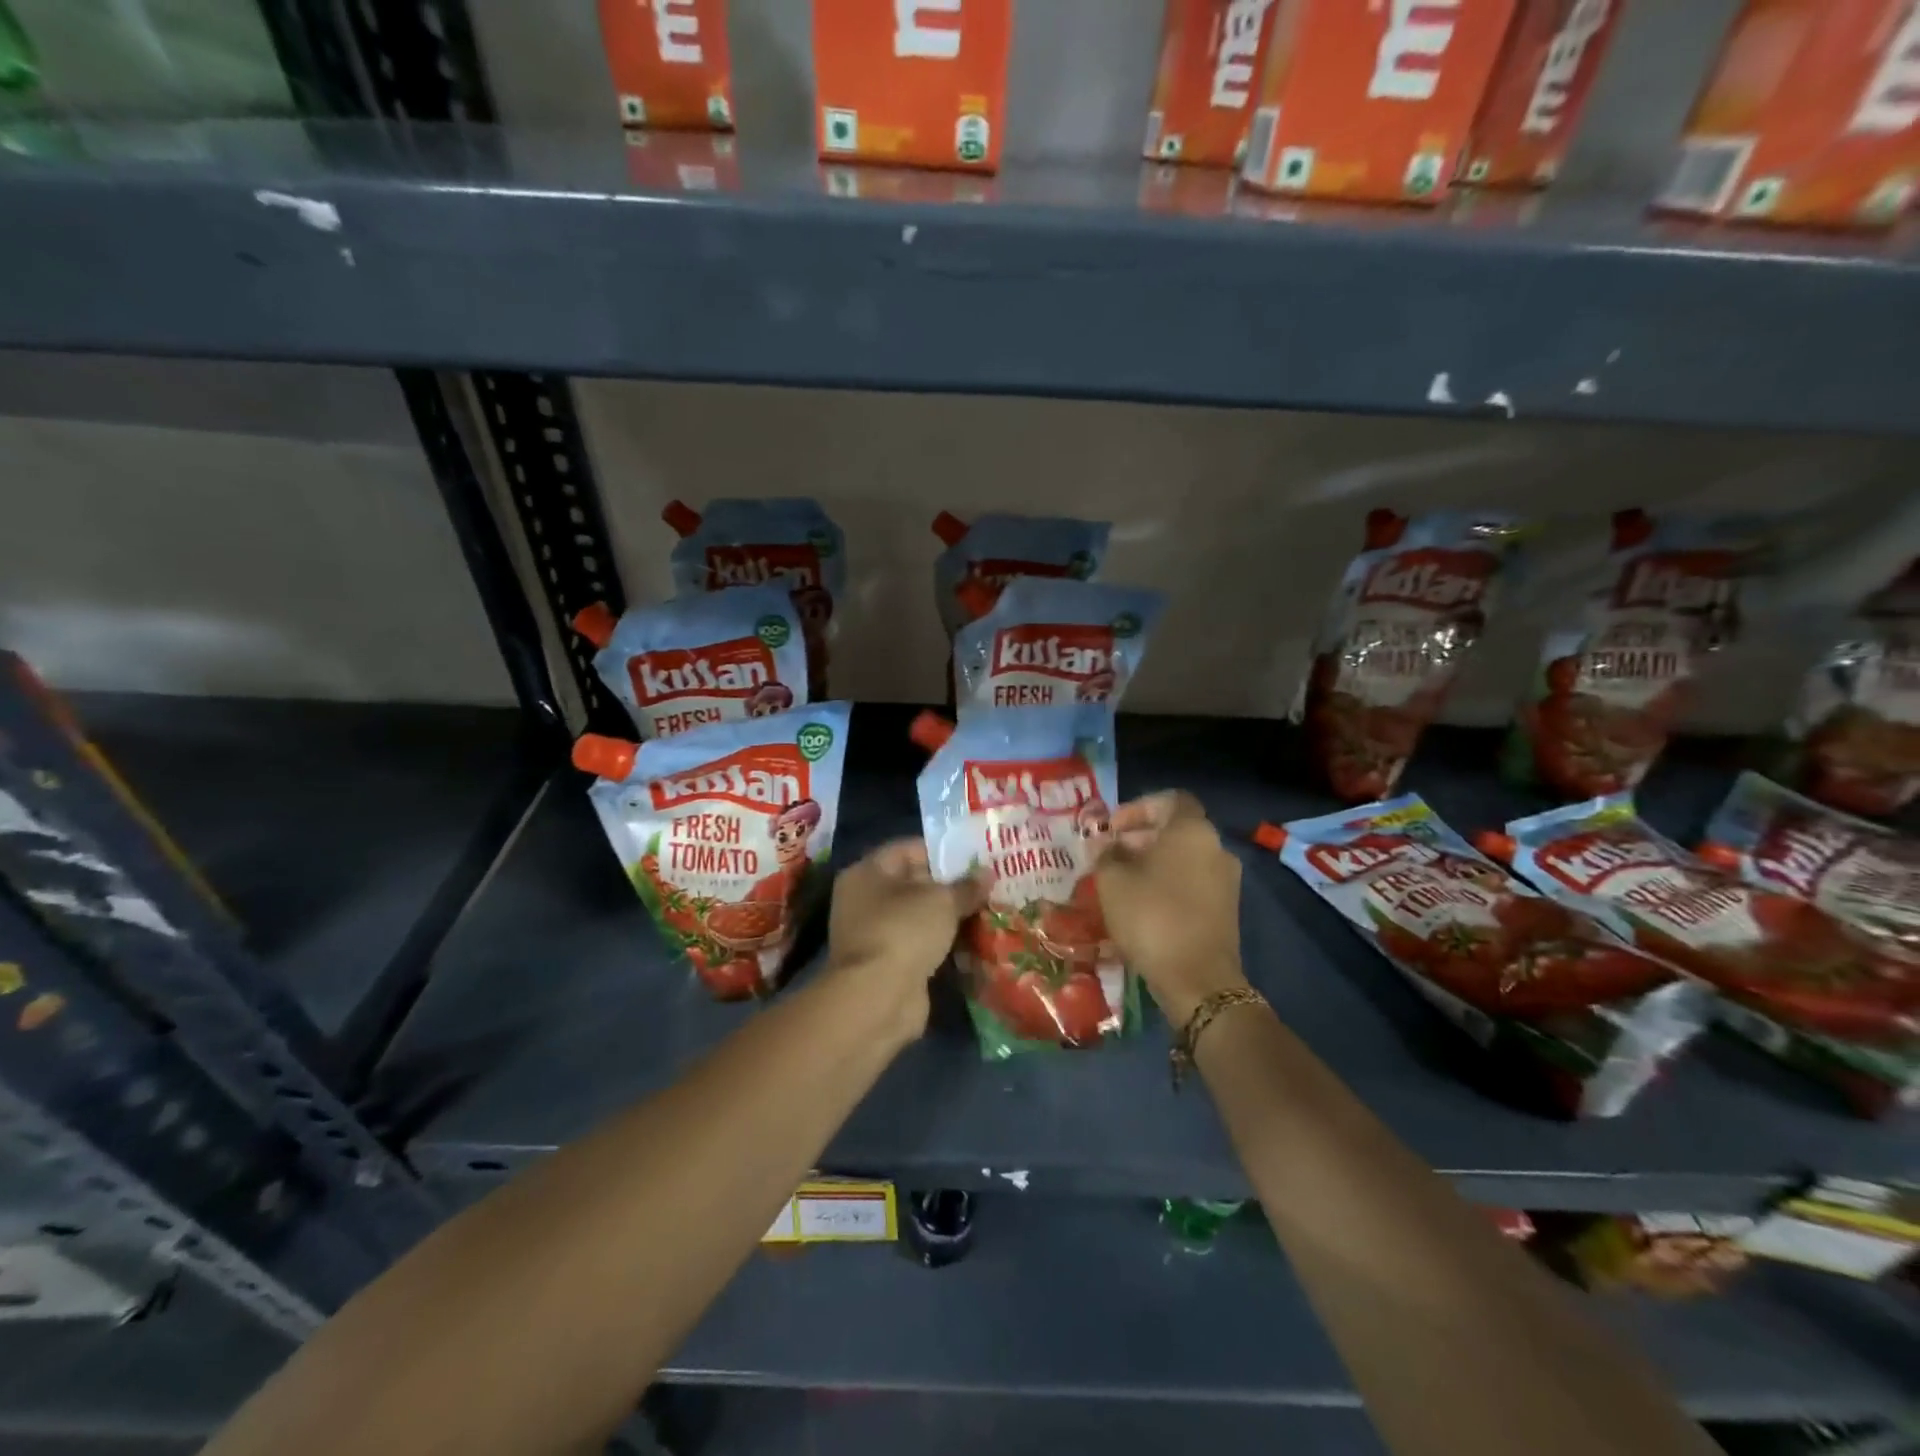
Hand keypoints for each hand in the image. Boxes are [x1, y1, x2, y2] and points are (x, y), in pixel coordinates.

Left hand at [825, 839, 981, 1037]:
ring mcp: (874, 934)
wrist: (878, 998)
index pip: (907, 849)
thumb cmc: (904, 931)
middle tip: (988, 885)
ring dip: (948, 917)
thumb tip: (987, 874)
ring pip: (918, 916)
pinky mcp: (887, 964)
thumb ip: (965, 886)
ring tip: (987, 911)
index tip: (976, 857)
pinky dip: (942, 943)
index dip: (942, 851)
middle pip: (913, 883)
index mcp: (867, 872)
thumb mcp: (942, 900)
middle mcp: (864, 899)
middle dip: (950, 886)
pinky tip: (973, 941)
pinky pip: (920, 944)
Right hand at [1095, 792, 1248, 1026]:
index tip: (1113, 828)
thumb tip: (1105, 844)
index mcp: (1192, 830)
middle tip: (1109, 855)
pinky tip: (1142, 904)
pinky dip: (1168, 883)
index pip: (1170, 799)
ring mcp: (1226, 880)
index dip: (1138, 807)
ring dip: (1152, 862)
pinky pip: (1193, 881)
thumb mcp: (1113, 881)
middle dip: (1140, 837)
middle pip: (1176, 829)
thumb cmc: (1152, 917)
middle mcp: (1216, 847)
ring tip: (1120, 881)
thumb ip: (1105, 854)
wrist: (1198, 980)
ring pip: (1184, 857)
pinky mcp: (1227, 909)